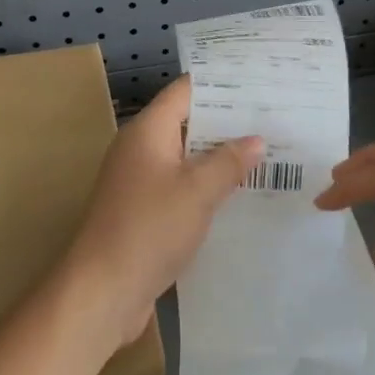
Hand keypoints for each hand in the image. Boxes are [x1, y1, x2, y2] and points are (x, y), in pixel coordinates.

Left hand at [61, 76, 262, 350]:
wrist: (102, 291)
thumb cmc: (149, 229)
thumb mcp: (197, 191)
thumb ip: (228, 162)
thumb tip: (255, 140)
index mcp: (147, 130)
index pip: (185, 91)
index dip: (220, 85)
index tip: (258, 83)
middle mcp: (140, 148)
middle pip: (187, 122)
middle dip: (227, 123)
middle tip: (272, 120)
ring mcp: (140, 181)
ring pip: (186, 157)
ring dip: (219, 157)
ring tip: (266, 153)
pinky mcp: (144, 210)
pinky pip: (180, 186)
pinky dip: (206, 185)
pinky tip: (238, 194)